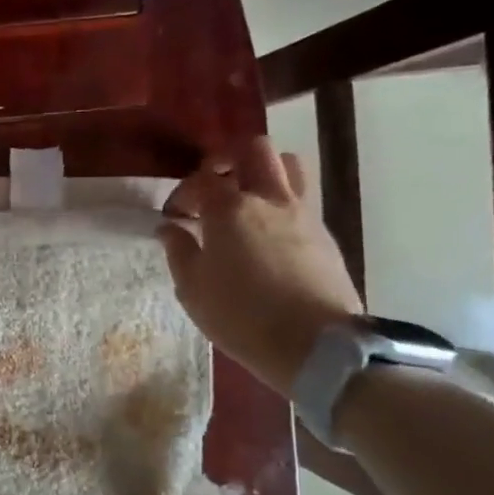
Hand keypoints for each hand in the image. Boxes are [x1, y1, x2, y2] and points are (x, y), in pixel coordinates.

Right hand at [158, 138, 363, 396]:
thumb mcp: (192, 290)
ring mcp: (302, 213)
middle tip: (212, 186)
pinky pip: (302, 198)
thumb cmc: (241, 317)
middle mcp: (268, 199)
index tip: (174, 216)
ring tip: (245, 199)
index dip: (183, 192)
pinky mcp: (324, 233)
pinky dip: (281, 201)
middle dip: (227, 159)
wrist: (314, 344)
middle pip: (253, 150)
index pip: (201, 179)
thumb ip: (179, 252)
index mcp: (229, 210)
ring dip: (263, 171)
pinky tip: (268, 232)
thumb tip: (169, 228)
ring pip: (287, 164)